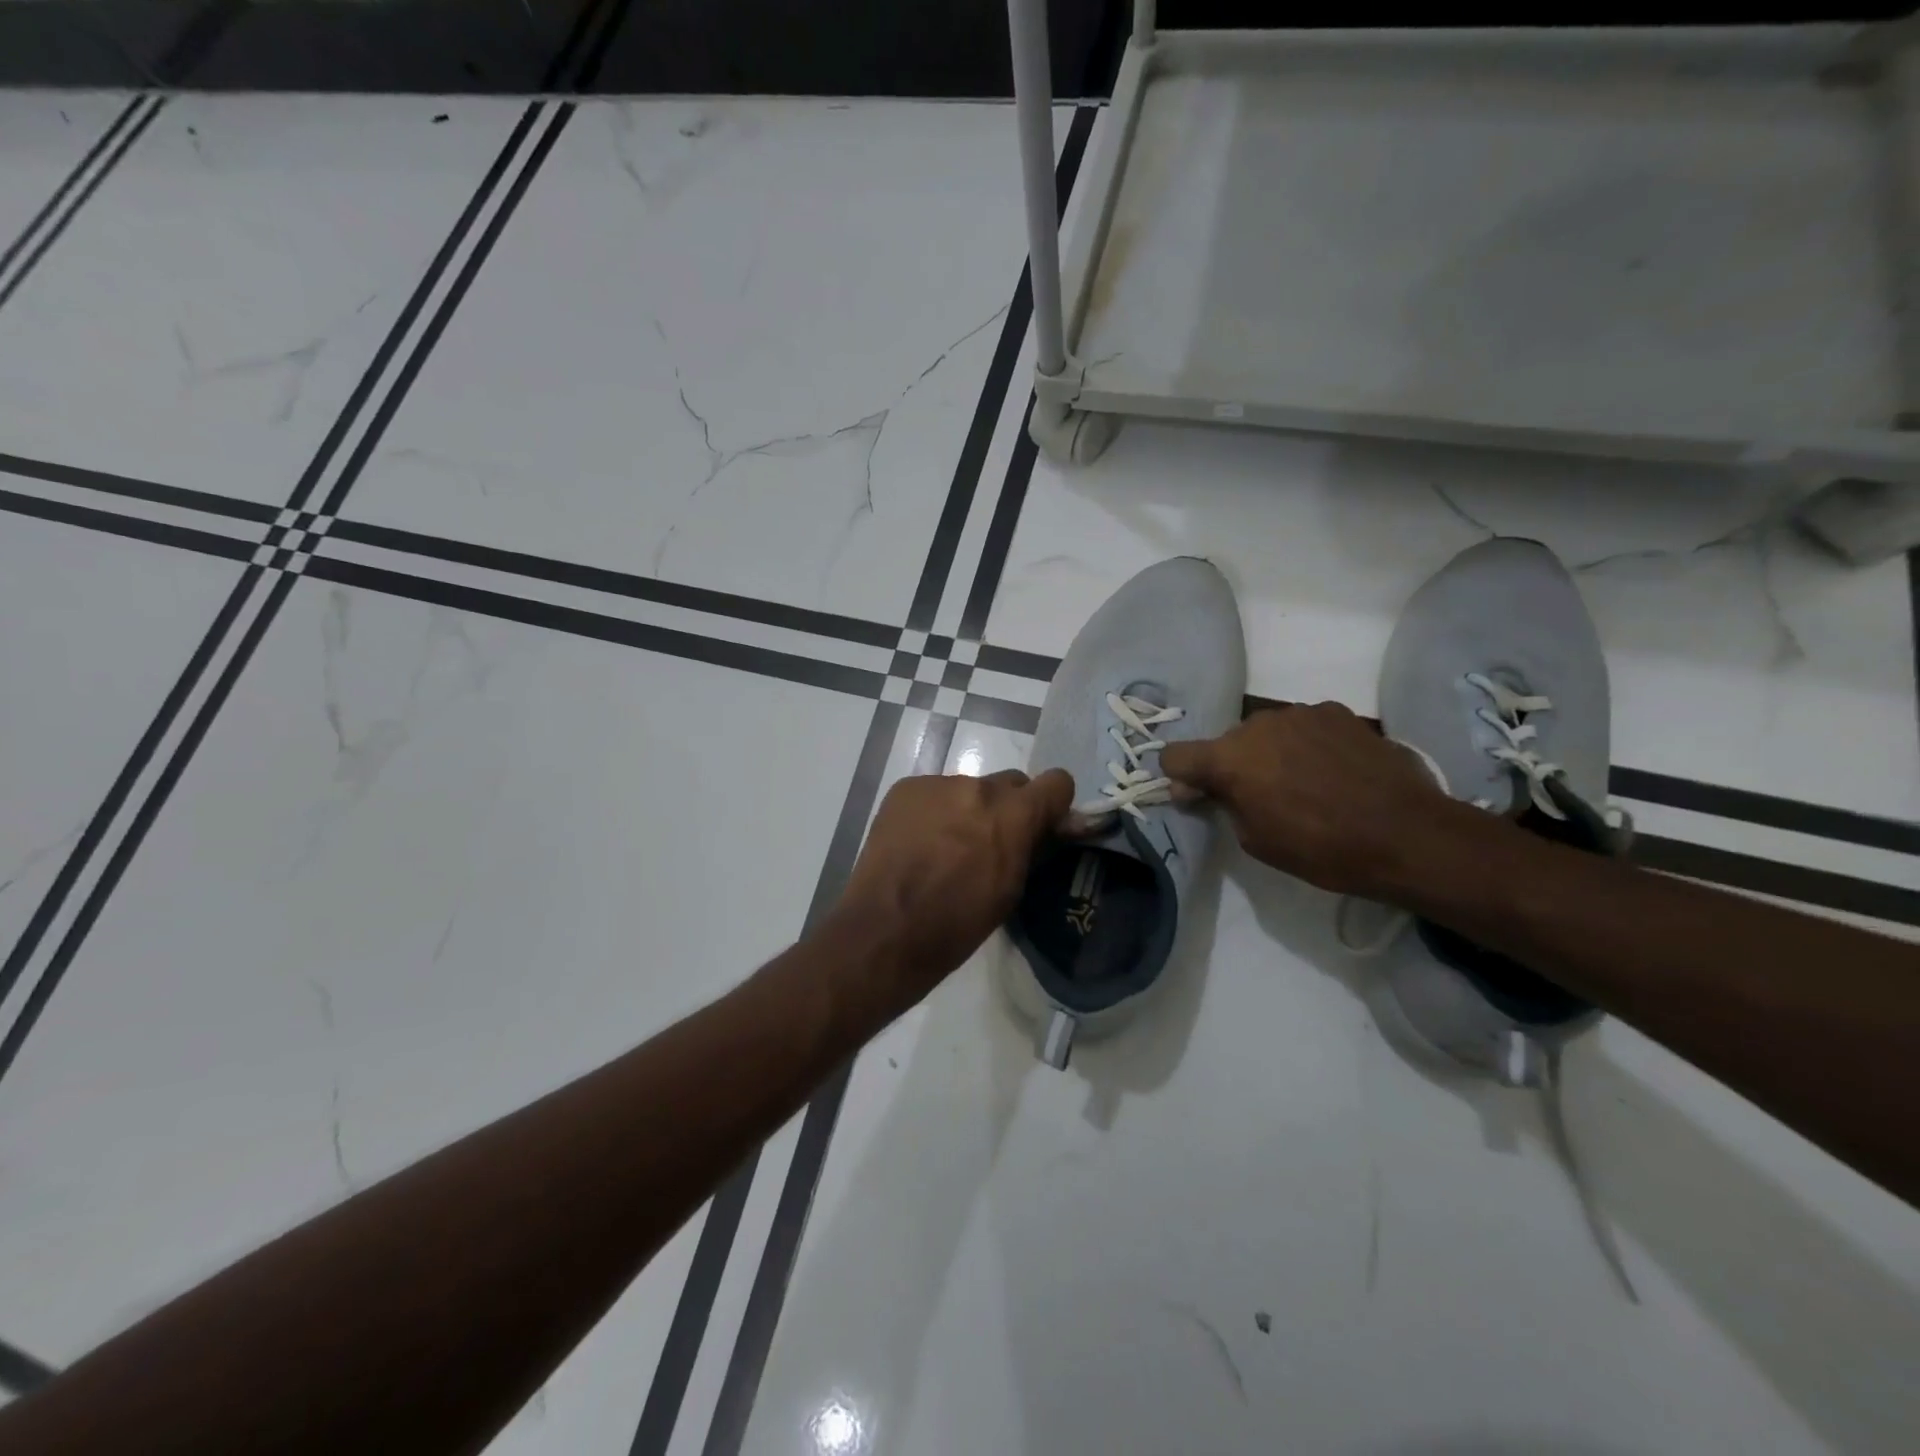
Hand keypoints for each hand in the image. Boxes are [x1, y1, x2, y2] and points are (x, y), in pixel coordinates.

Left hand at [830, 768, 1073, 1012]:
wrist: (885, 930)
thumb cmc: (957, 924)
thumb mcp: (1010, 890)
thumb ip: (1031, 848)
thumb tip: (1046, 829)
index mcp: (1013, 814)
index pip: (1057, 782)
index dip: (1053, 804)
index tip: (1042, 826)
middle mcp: (978, 787)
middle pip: (1010, 783)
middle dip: (1008, 809)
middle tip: (990, 843)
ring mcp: (938, 784)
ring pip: (969, 789)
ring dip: (967, 811)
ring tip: (945, 848)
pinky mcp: (905, 789)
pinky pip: (934, 793)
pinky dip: (934, 812)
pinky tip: (918, 843)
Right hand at [1159, 702, 1455, 896]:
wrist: (1408, 835)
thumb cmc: (1322, 848)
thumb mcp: (1256, 840)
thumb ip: (1222, 805)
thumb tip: (1197, 788)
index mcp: (1229, 758)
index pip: (1176, 755)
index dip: (1180, 777)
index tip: (1198, 797)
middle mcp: (1257, 724)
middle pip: (1226, 742)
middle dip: (1232, 766)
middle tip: (1259, 797)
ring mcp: (1300, 712)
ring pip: (1266, 731)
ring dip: (1270, 752)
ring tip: (1303, 783)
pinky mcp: (1337, 711)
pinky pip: (1304, 725)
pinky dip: (1306, 744)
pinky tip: (1332, 770)